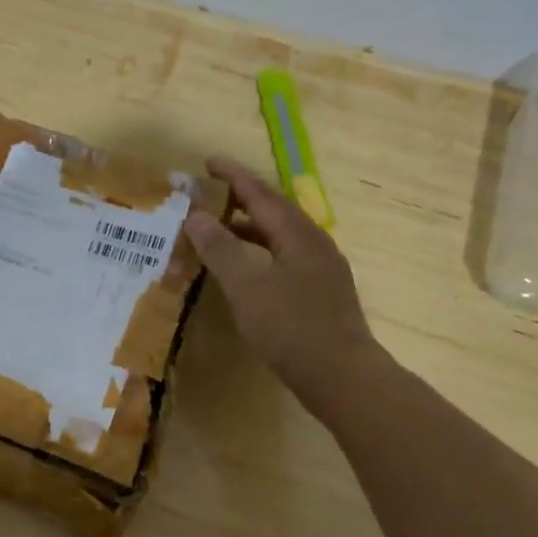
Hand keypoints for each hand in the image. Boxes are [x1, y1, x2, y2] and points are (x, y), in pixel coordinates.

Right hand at [184, 156, 378, 420]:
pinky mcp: (321, 292)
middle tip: (209, 193)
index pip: (260, 194)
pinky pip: (285, 257)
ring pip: (280, 236)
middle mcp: (314, 243)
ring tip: (219, 229)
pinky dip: (260, 252)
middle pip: (274, 211)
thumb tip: (196, 216)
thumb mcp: (246, 286)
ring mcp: (322, 268)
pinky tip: (247, 269)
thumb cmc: (290, 327)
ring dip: (249, 228)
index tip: (208, 162)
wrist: (341, 374)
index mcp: (297, 234)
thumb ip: (220, 249)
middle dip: (241, 199)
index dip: (233, 176)